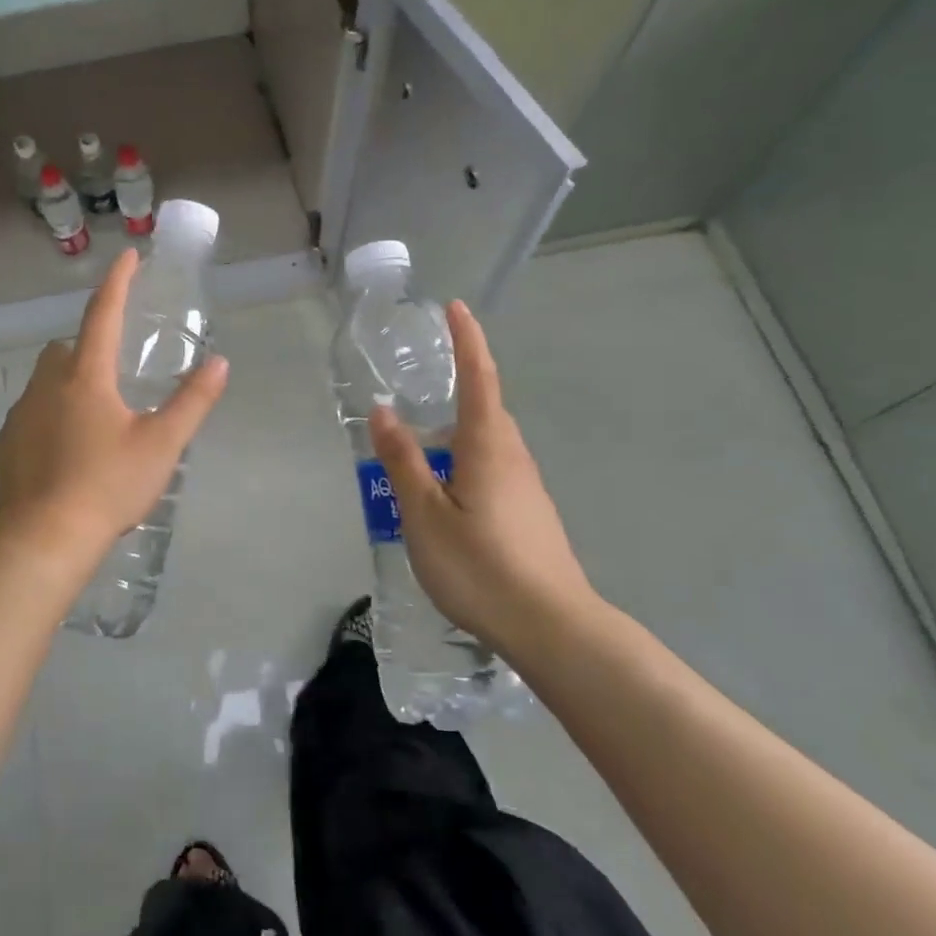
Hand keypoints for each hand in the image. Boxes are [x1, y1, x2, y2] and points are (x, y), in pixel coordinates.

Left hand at [0, 248, 228, 560]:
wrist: (43, 538)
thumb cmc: (107, 485)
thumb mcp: (161, 445)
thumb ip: (192, 402)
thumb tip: (219, 363)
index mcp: (86, 376)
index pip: (102, 314)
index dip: (117, 282)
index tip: (127, 256)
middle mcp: (46, 385)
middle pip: (67, 348)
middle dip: (89, 345)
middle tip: (115, 371)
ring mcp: (20, 414)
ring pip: (46, 381)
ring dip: (68, 383)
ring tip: (95, 417)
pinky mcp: (6, 444)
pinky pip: (31, 414)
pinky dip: (50, 417)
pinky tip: (66, 450)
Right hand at [369, 300, 594, 649]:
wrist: (552, 628)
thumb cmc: (480, 566)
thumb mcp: (424, 513)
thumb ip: (402, 460)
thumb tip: (383, 410)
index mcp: (488, 446)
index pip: (479, 378)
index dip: (467, 340)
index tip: (456, 307)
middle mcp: (513, 457)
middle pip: (486, 409)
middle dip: (460, 387)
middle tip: (422, 385)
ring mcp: (526, 487)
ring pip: (488, 443)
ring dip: (457, 433)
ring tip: (420, 449)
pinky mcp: (528, 513)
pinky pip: (492, 469)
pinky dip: (465, 462)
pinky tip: (444, 496)